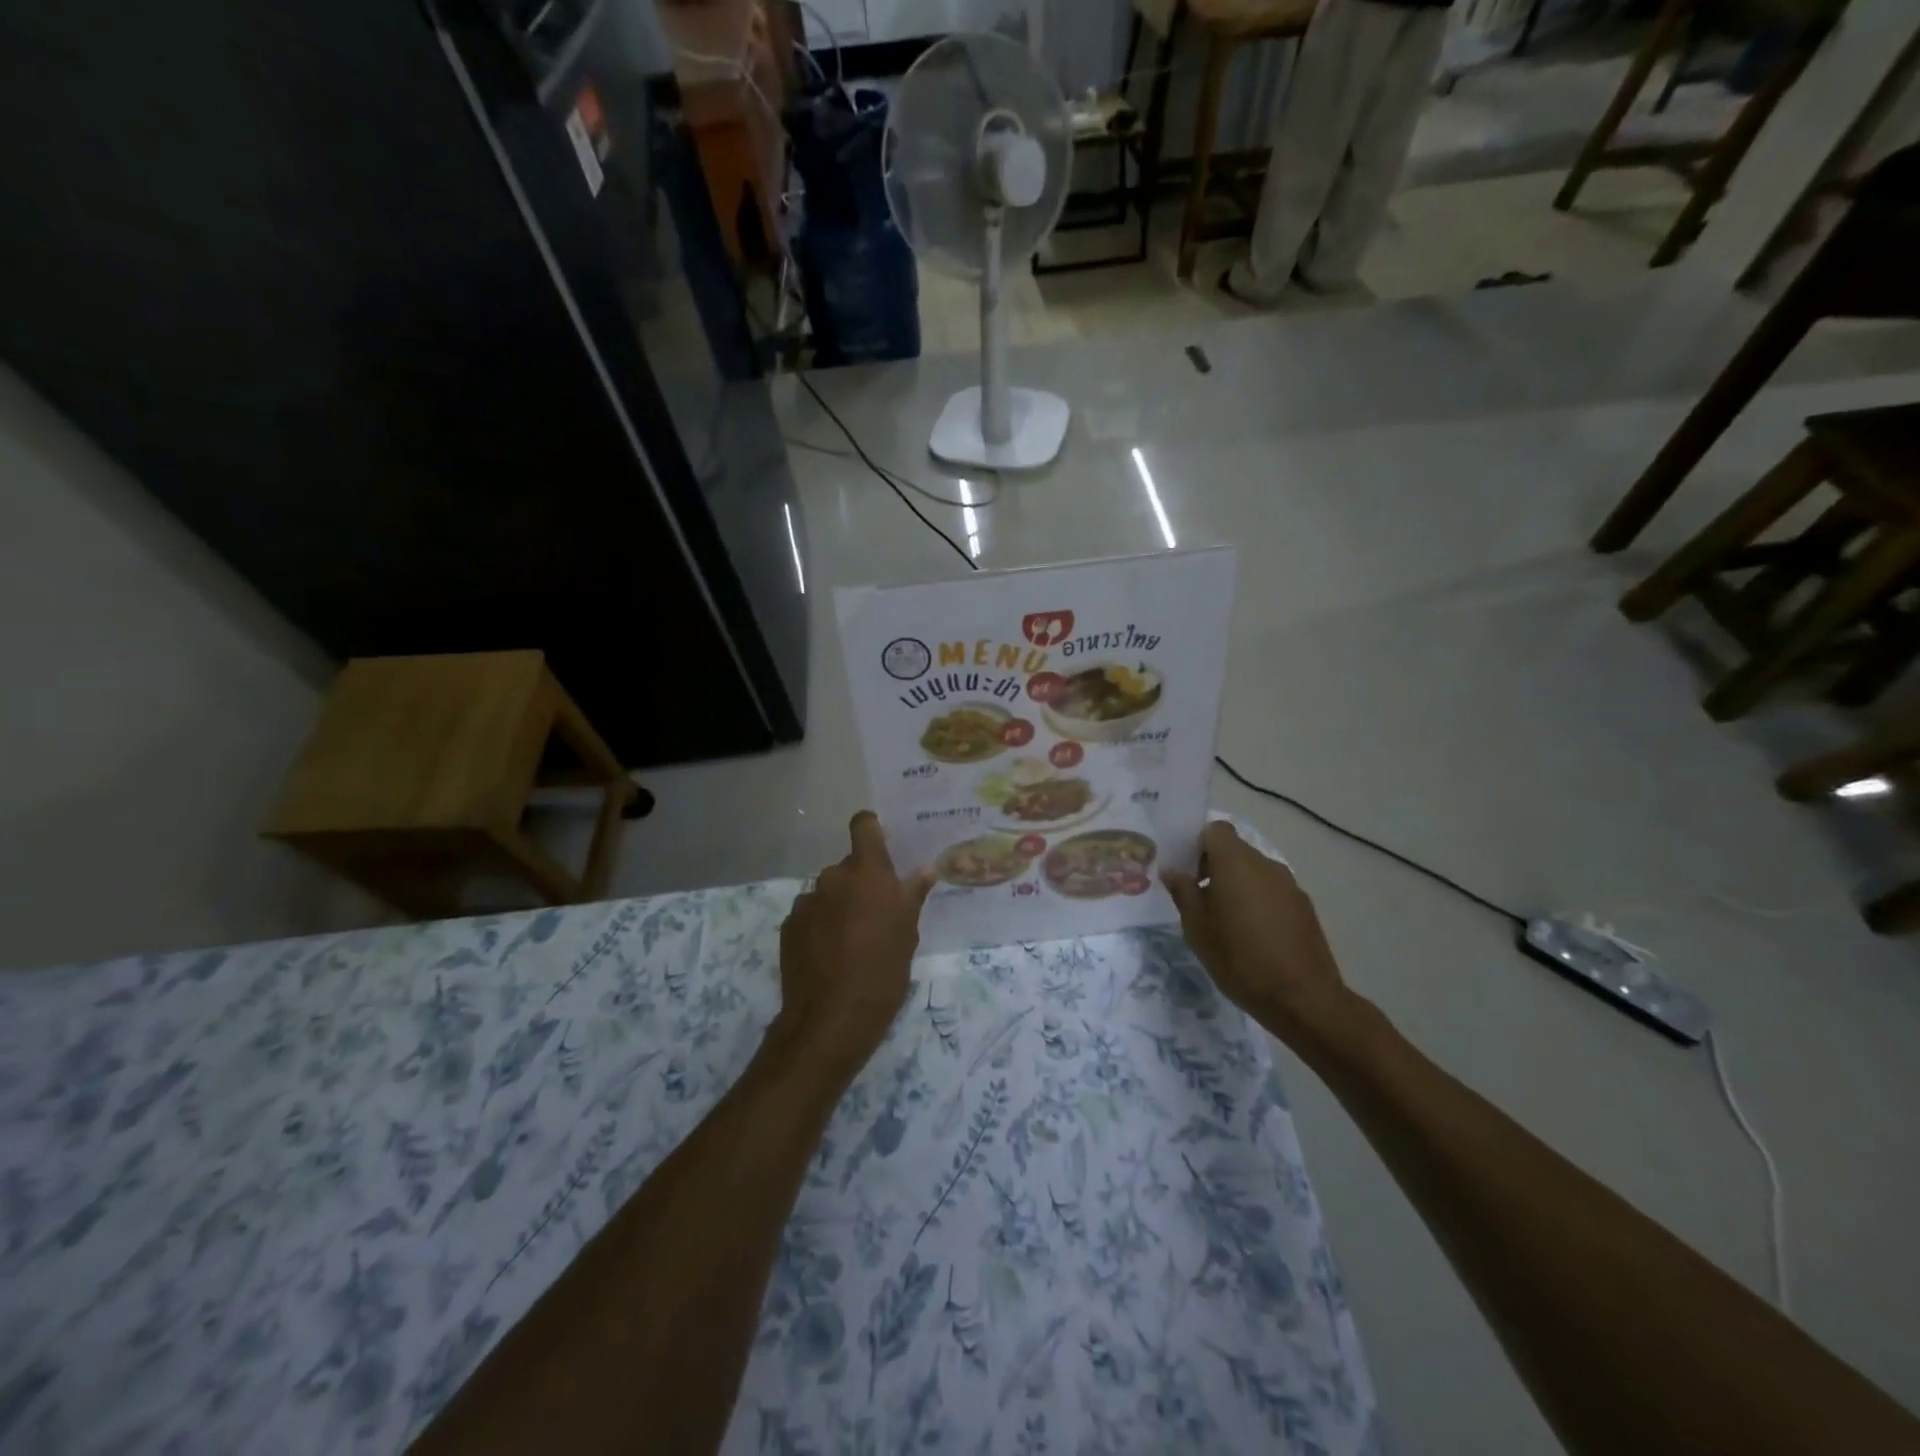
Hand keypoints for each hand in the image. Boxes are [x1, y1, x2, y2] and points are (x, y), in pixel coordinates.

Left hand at [776, 811, 933, 1078]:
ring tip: (851, 940)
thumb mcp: (908, 934)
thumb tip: (924, 870)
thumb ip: (912, 896)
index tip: (882, 847)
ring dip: (839, 905)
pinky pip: (810, 914)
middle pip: (848, 866)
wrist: (830, 1020)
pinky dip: (820, 925)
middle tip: (876, 914)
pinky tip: (829, 955)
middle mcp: (833, 877)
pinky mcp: (788, 926)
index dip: (872, 830)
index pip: (863, 825)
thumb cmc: (883, 972)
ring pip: (828, 892)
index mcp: (867, 873)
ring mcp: (806, 901)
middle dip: (860, 882)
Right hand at [1162, 821, 1357, 1049]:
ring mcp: (1289, 885)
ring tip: (1227, 920)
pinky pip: (1272, 891)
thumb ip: (1183, 892)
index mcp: (1235, 863)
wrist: (1302, 998)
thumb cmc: (1239, 958)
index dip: (1198, 843)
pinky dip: (1259, 901)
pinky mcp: (1304, 906)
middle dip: (1215, 866)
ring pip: (1255, 871)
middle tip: (1199, 898)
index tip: (1187, 869)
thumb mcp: (1197, 928)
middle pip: (1235, 850)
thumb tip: (1173, 870)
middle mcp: (1265, 865)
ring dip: (1238, 885)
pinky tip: (1254, 934)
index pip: (1215, 830)